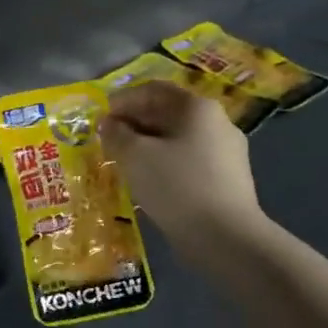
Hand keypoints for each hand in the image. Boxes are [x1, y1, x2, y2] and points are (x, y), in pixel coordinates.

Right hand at [101, 82, 265, 255]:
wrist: (225, 237)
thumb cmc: (176, 185)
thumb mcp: (135, 155)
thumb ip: (116, 134)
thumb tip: (109, 124)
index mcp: (197, 107)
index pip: (153, 90)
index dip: (122, 100)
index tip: (100, 120)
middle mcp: (217, 122)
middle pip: (168, 113)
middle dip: (135, 125)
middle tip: (108, 143)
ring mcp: (226, 153)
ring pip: (178, 140)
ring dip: (148, 147)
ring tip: (124, 165)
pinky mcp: (227, 181)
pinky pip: (188, 163)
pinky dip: (165, 166)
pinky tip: (149, 184)